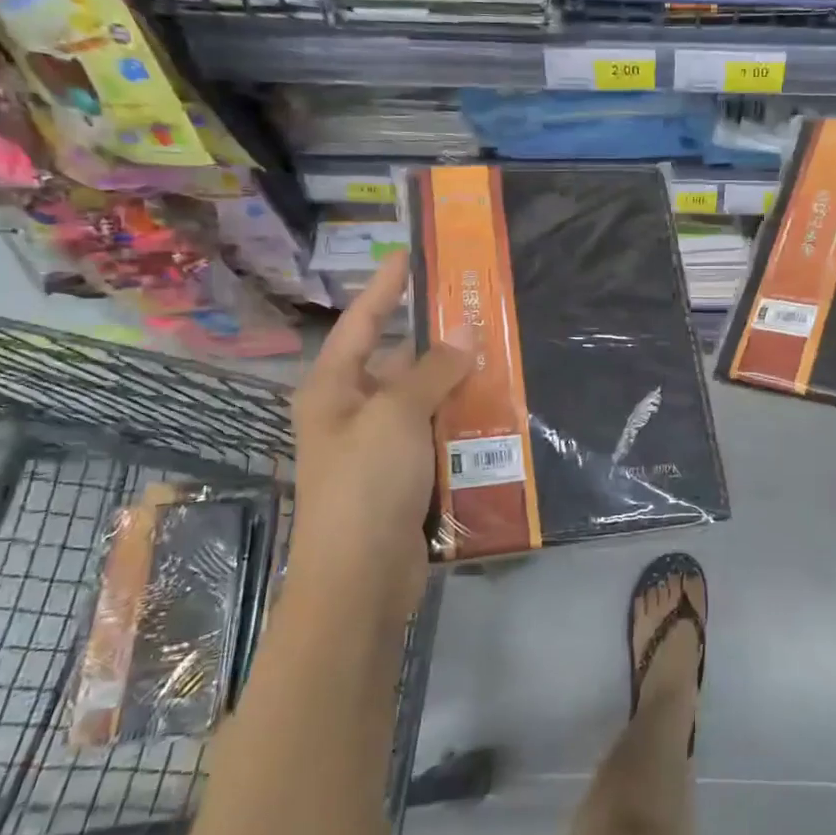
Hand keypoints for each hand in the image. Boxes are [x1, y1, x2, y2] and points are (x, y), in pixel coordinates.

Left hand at [289, 253, 472, 621]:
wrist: (361, 579)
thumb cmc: (366, 483)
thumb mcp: (397, 416)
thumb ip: (432, 371)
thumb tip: (464, 332)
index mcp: (333, 389)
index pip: (360, 323)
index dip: (384, 288)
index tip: (409, 256)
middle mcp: (352, 412)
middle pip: (398, 363)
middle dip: (438, 343)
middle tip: (482, 315)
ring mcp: (379, 448)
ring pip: (424, 401)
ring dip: (458, 386)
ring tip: (502, 358)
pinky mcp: (405, 478)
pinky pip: (437, 437)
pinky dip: (463, 424)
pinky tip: (498, 412)